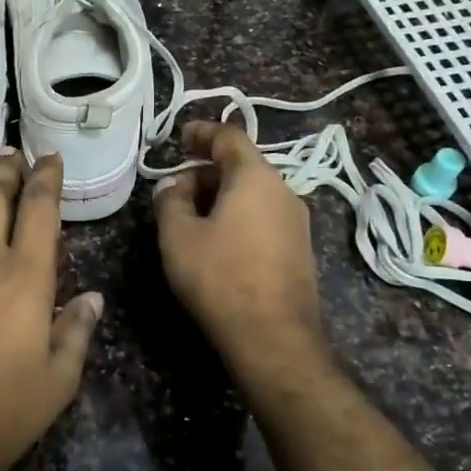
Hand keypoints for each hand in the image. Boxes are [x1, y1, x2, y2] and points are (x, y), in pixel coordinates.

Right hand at [152, 122, 327, 372]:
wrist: (274, 337)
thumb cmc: (220, 277)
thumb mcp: (178, 236)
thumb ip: (171, 201)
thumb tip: (174, 185)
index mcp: (255, 178)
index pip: (230, 137)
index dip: (203, 132)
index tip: (181, 136)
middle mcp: (284, 191)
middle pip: (243, 166)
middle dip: (207, 170)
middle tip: (176, 188)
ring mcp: (297, 222)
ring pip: (254, 193)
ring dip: (223, 195)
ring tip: (193, 216)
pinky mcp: (299, 250)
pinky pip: (264, 217)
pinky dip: (239, 216)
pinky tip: (219, 240)